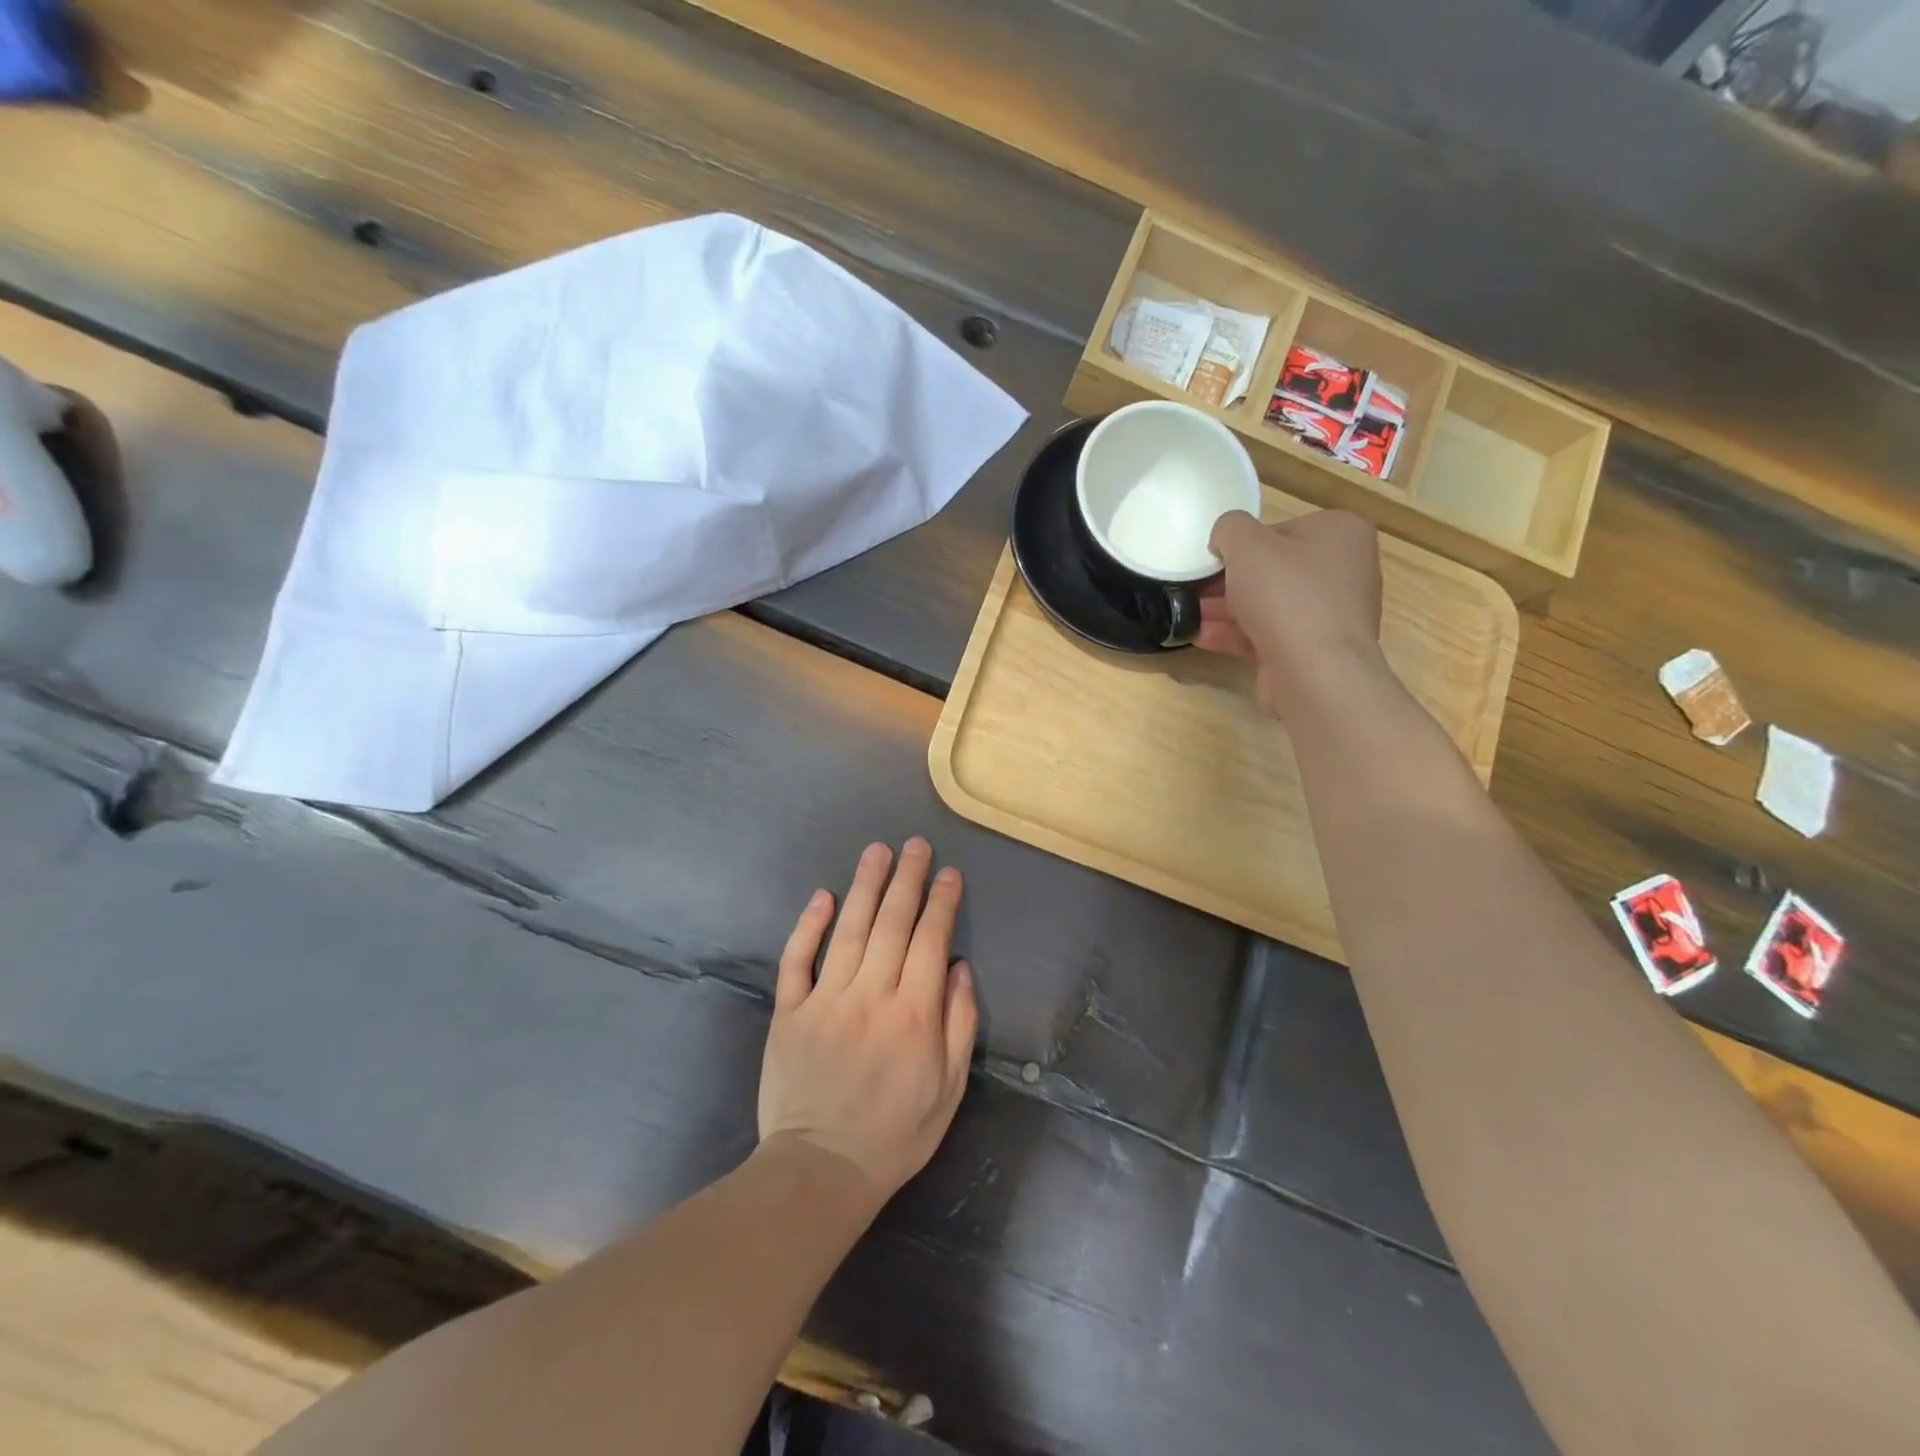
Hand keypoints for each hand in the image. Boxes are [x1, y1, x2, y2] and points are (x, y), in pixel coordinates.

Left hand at [758, 838, 978, 1203]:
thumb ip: (958, 1024)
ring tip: (877, 851)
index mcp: (913, 1015)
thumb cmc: (895, 1133)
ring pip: (850, 930)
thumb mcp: (949, 1089)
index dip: (941, 902)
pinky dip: (810, 925)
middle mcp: (871, 996)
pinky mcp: (789, 1012)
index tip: (947, 872)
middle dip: (907, 879)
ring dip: (865, 886)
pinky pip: (798, 960)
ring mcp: (826, 1000)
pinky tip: (823, 896)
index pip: (930, 940)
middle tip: (915, 843)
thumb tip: (958, 966)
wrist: (821, 1170)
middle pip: (892, 923)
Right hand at [1200, 508, 1386, 716]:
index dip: (1244, 544)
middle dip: (1229, 581)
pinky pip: (1270, 633)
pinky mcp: (1315, 648)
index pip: (1282, 529)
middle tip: (1194, 588)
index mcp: (1341, 532)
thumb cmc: (1285, 595)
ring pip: (1268, 604)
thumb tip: (1225, 539)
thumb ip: (1229, 528)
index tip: (1215, 560)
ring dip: (1226, 609)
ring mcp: (1331, 613)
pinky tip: (1201, 637)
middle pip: (1274, 569)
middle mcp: (1344, 569)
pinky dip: (1237, 634)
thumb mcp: (1246, 544)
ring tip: (1187, 614)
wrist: (1315, 671)